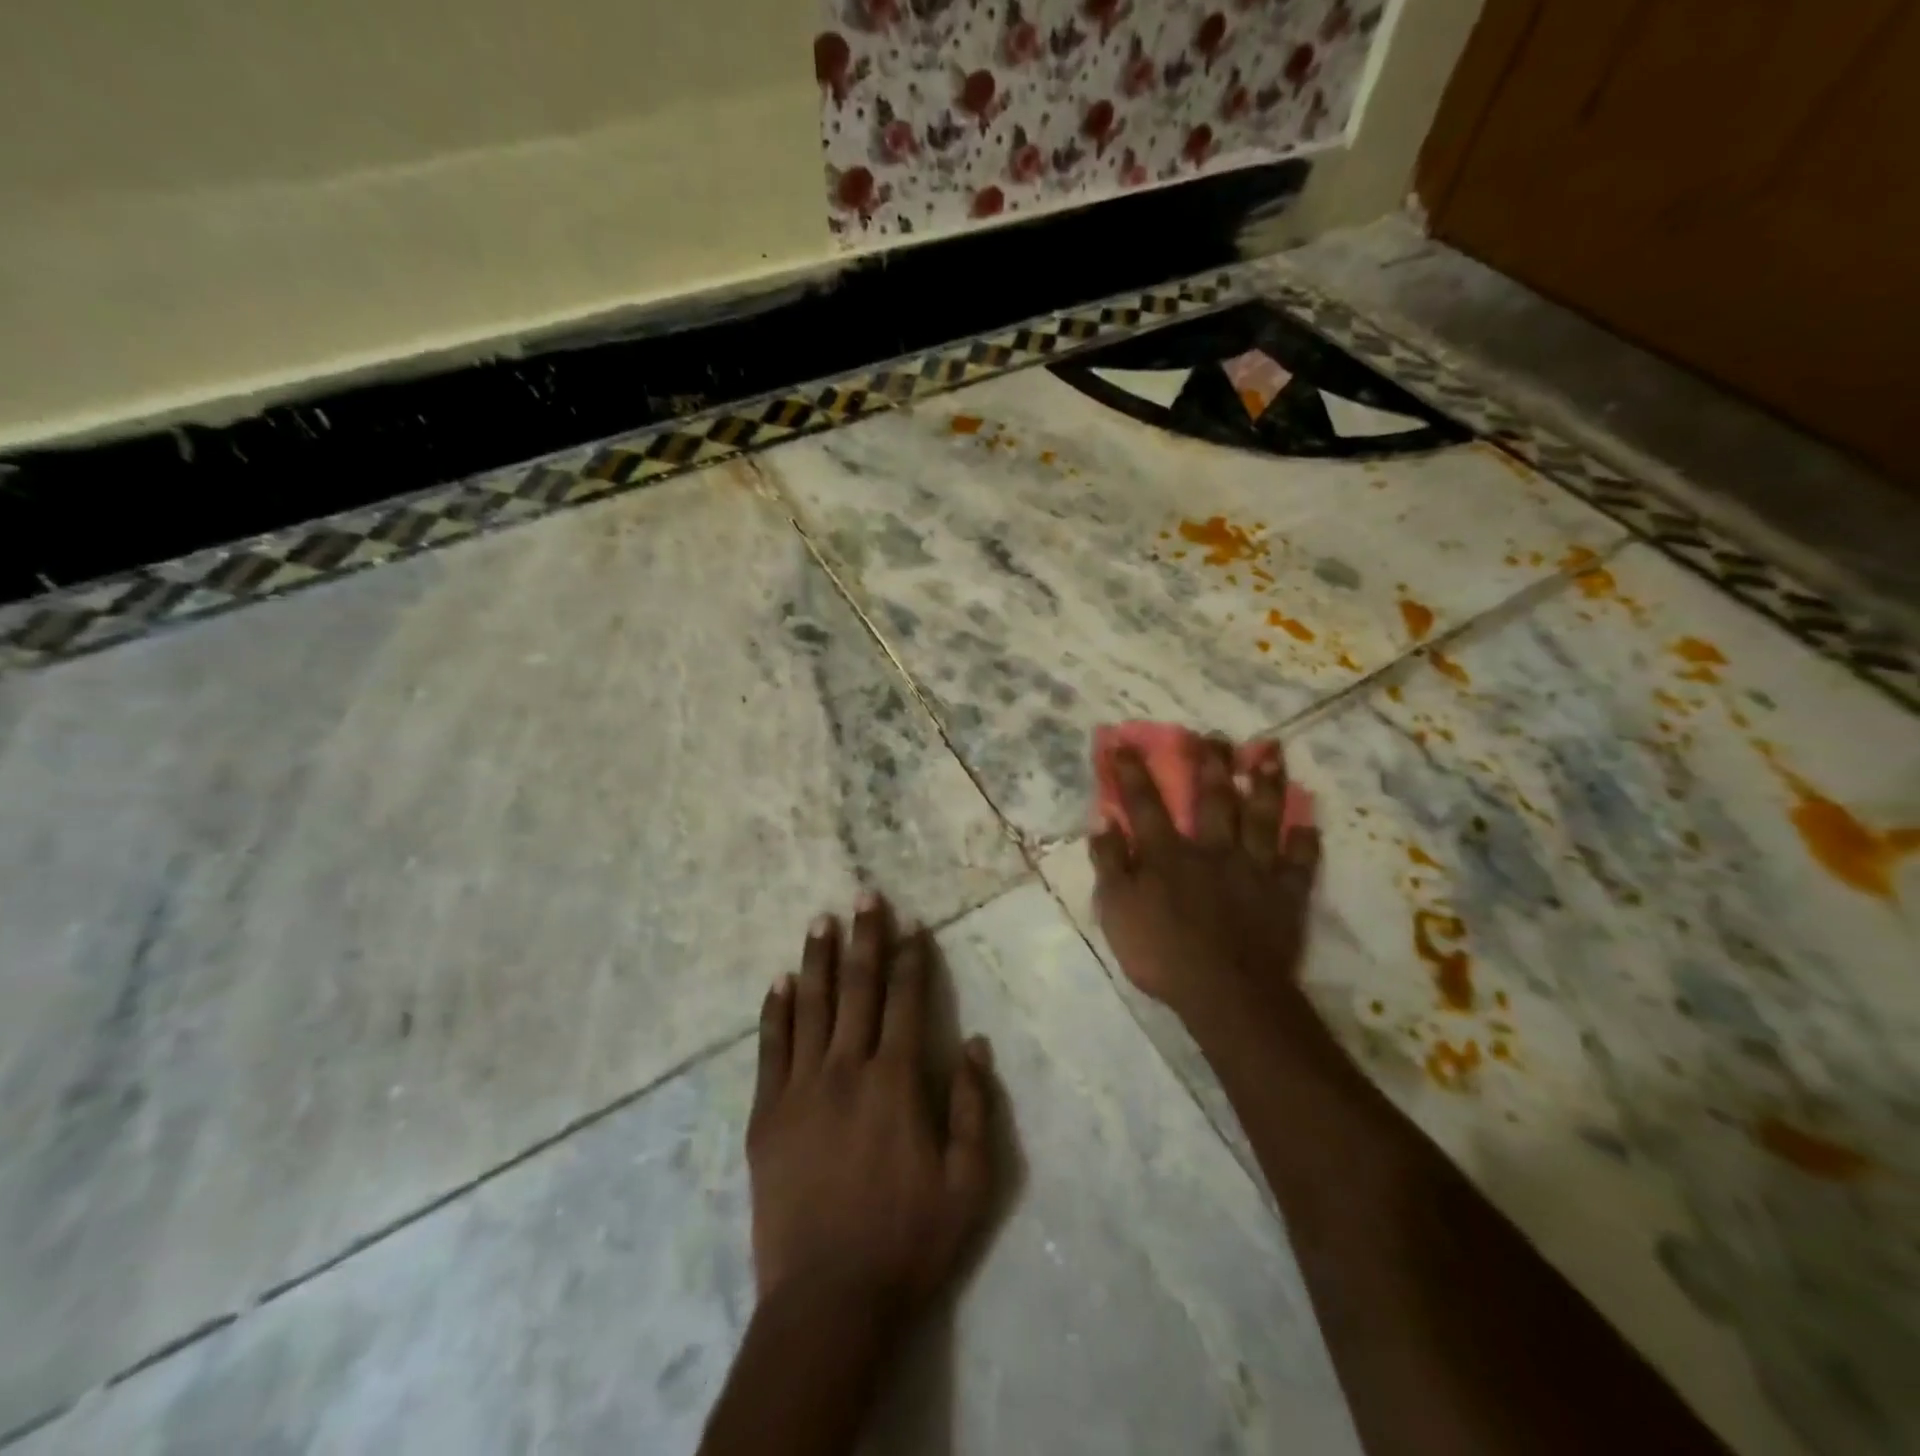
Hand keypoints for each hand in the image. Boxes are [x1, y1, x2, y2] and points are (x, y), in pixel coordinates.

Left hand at [747, 892, 997, 1321]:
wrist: (827, 1301)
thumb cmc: (907, 1241)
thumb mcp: (968, 1184)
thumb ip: (973, 1108)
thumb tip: (976, 1043)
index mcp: (895, 1081)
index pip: (906, 1001)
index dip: (911, 958)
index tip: (913, 924)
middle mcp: (846, 1069)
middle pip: (858, 989)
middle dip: (865, 938)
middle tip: (866, 895)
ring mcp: (800, 1089)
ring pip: (811, 1006)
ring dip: (818, 959)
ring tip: (821, 920)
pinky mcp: (766, 1114)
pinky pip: (770, 1048)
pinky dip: (776, 1011)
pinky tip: (780, 981)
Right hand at [1090, 738, 1320, 1030]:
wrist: (1227, 993)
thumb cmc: (1163, 953)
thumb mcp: (1117, 910)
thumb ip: (1110, 864)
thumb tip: (1103, 822)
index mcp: (1168, 854)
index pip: (1145, 803)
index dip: (1132, 771)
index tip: (1124, 742)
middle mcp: (1212, 849)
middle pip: (1213, 797)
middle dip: (1210, 762)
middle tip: (1213, 734)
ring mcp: (1254, 869)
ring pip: (1261, 817)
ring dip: (1265, 783)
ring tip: (1270, 751)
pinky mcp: (1285, 895)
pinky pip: (1299, 863)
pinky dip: (1305, 842)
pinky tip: (1309, 823)